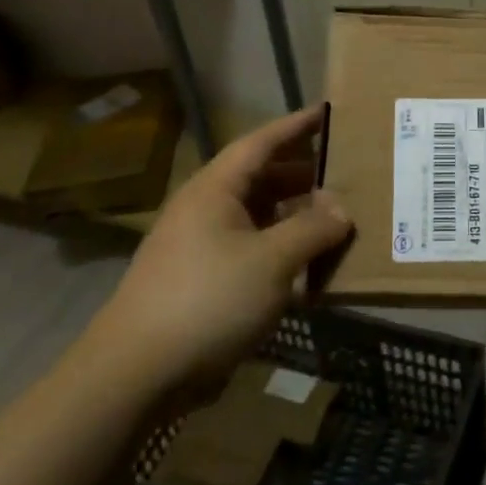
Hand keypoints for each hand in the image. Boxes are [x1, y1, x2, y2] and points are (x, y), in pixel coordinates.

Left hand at [86, 107, 351, 386]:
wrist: (138, 373)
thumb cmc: (208, 300)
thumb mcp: (272, 260)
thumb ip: (313, 229)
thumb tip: (341, 210)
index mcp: (215, 190)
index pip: (261, 143)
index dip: (296, 126)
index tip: (328, 111)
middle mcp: (207, 210)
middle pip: (262, 180)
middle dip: (304, 175)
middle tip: (346, 172)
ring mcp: (203, 248)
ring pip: (260, 219)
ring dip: (297, 218)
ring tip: (338, 220)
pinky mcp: (205, 283)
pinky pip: (254, 253)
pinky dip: (283, 253)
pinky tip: (311, 270)